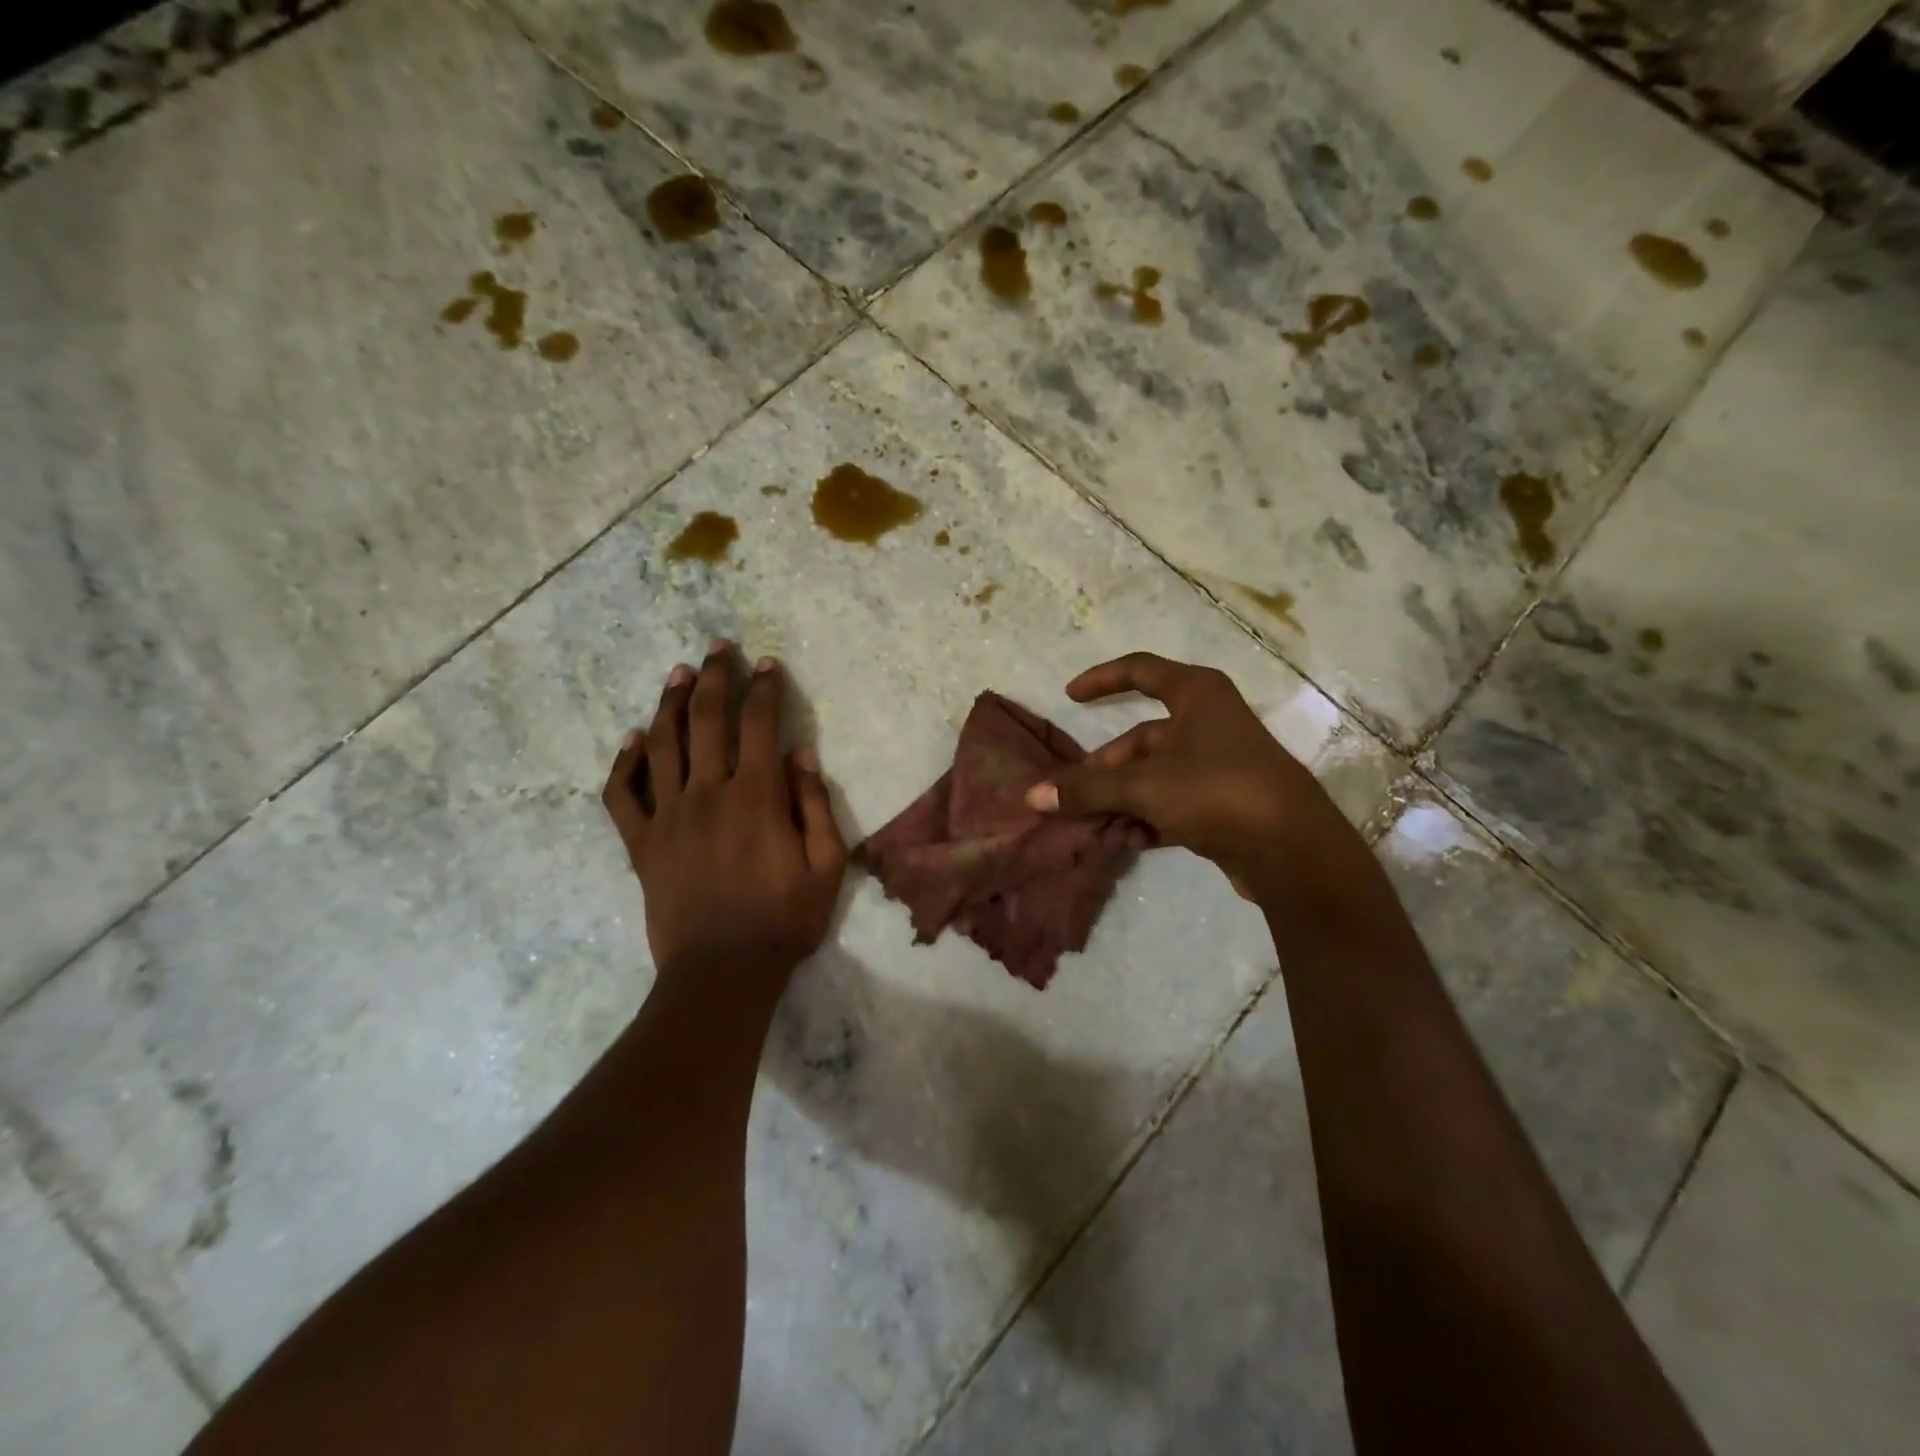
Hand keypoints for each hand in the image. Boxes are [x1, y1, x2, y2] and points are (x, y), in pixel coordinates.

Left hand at [602, 643, 846, 989]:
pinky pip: (622, 794)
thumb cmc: (783, 920)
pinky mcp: (641, 843)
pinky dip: (625, 762)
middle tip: (719, 648)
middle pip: (706, 719)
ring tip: (679, 673)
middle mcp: (707, 793)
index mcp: (756, 797)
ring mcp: (667, 816)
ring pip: (662, 744)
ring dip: (671, 702)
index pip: (759, 725)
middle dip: (715, 677)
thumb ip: (814, 804)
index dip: (764, 689)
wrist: (721, 973)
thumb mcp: (826, 866)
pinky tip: (634, 739)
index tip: (767, 665)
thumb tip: (801, 753)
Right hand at [1025, 653, 1351, 900]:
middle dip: (1104, 770)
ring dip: (1121, 800)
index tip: (1070, 695)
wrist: (1292, 849)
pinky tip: (1128, 842)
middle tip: (1071, 796)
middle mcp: (1207, 721)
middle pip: (1141, 739)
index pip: (1140, 671)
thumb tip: (1033, 795)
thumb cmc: (1216, 790)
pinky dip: (1148, 818)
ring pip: (1153, 775)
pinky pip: (1172, 801)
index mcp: (1196, 694)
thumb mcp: (1144, 786)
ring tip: (1095, 828)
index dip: (1102, 679)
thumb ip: (1087, 790)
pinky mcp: (1224, 802)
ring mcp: (1217, 763)